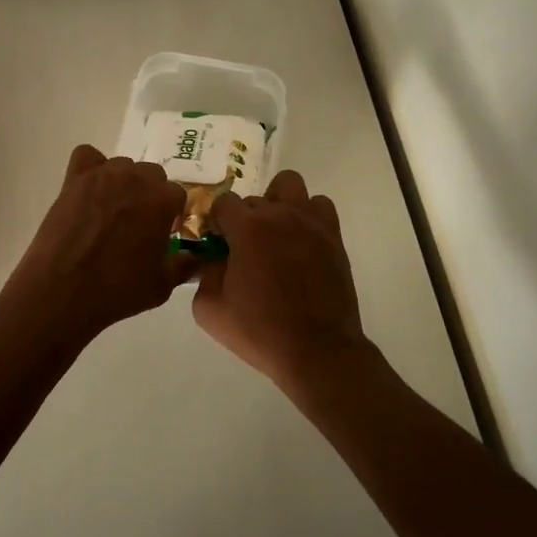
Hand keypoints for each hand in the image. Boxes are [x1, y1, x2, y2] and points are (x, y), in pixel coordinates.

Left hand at [1, 145, 190, 340]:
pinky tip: (89, 191)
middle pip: (152, 175)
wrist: (62, 291)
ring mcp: (103, 175)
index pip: (177, 195)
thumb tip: (198, 258)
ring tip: (110, 212)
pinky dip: (91, 168)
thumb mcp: (162, 285)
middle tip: (137, 224)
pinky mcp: (75, 178)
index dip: (171, 215)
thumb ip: (184, 265)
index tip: (162, 233)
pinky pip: (88, 156)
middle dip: (149, 196)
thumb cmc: (117, 291)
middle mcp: (136, 178)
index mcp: (163, 200)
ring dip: (123, 183)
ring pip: (123, 167)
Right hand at [191, 170, 373, 391]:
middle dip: (244, 219)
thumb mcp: (210, 310)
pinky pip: (319, 205)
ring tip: (275, 232)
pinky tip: (301, 241)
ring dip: (277, 202)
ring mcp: (310, 222)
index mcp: (247, 228)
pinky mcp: (332, 236)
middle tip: (244, 249)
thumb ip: (203, 276)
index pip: (223, 203)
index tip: (218, 244)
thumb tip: (212, 261)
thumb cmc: (260, 331)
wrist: (317, 350)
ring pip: (289, 185)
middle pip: (253, 198)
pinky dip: (308, 214)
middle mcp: (279, 215)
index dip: (216, 222)